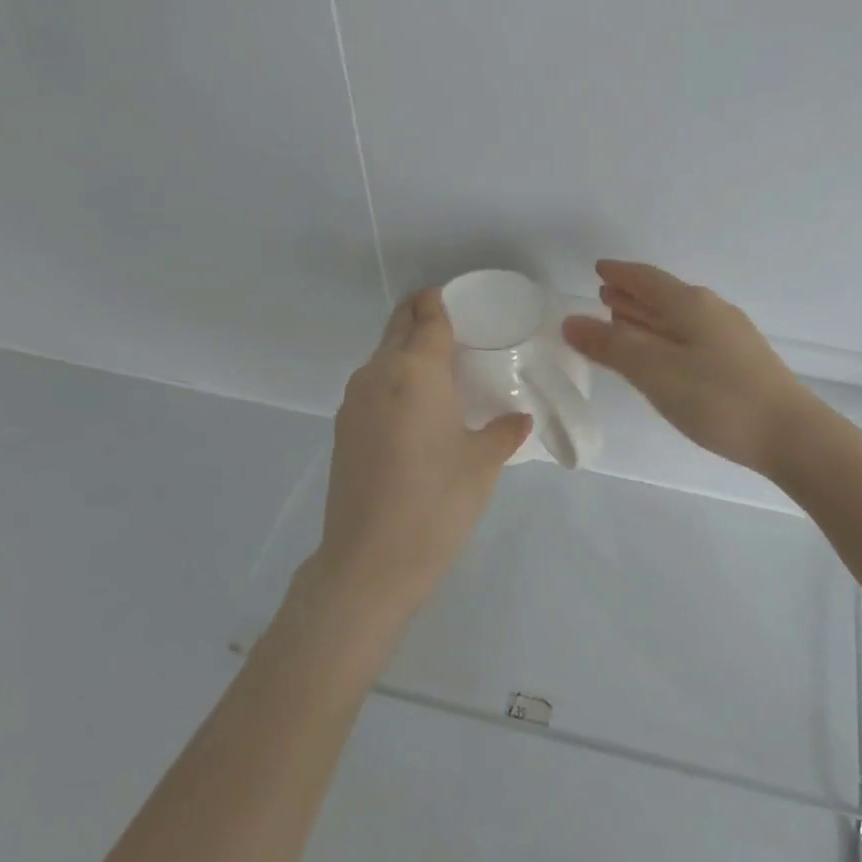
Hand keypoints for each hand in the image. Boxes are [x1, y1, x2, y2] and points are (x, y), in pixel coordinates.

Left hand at [303, 288, 530, 627]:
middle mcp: (377, 373)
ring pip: (382, 357)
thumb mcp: (483, 463)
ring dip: (407, 350)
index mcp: (415, 370)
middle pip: (398, 326)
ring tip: (442, 369)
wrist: (370, 561)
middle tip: (456, 325)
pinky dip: (395, 381)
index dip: (442, 300)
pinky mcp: (344, 429)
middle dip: (422, 315)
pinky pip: (373, 386)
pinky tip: (418, 409)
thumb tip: (516, 418)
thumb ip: (503, 430)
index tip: (462, 299)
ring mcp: (354, 402)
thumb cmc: (437, 501)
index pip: (428, 315)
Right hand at [563, 261, 816, 475]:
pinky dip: (666, 336)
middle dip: (632, 295)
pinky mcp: (741, 361)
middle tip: (603, 295)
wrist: (790, 434)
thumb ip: (612, 346)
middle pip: (664, 295)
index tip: (597, 269)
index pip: (647, 279)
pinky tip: (663, 353)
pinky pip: (691, 336)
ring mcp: (730, 336)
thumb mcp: (655, 371)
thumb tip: (571, 321)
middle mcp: (712, 311)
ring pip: (679, 317)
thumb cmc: (717, 399)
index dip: (619, 274)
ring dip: (648, 316)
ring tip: (623, 320)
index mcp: (690, 304)